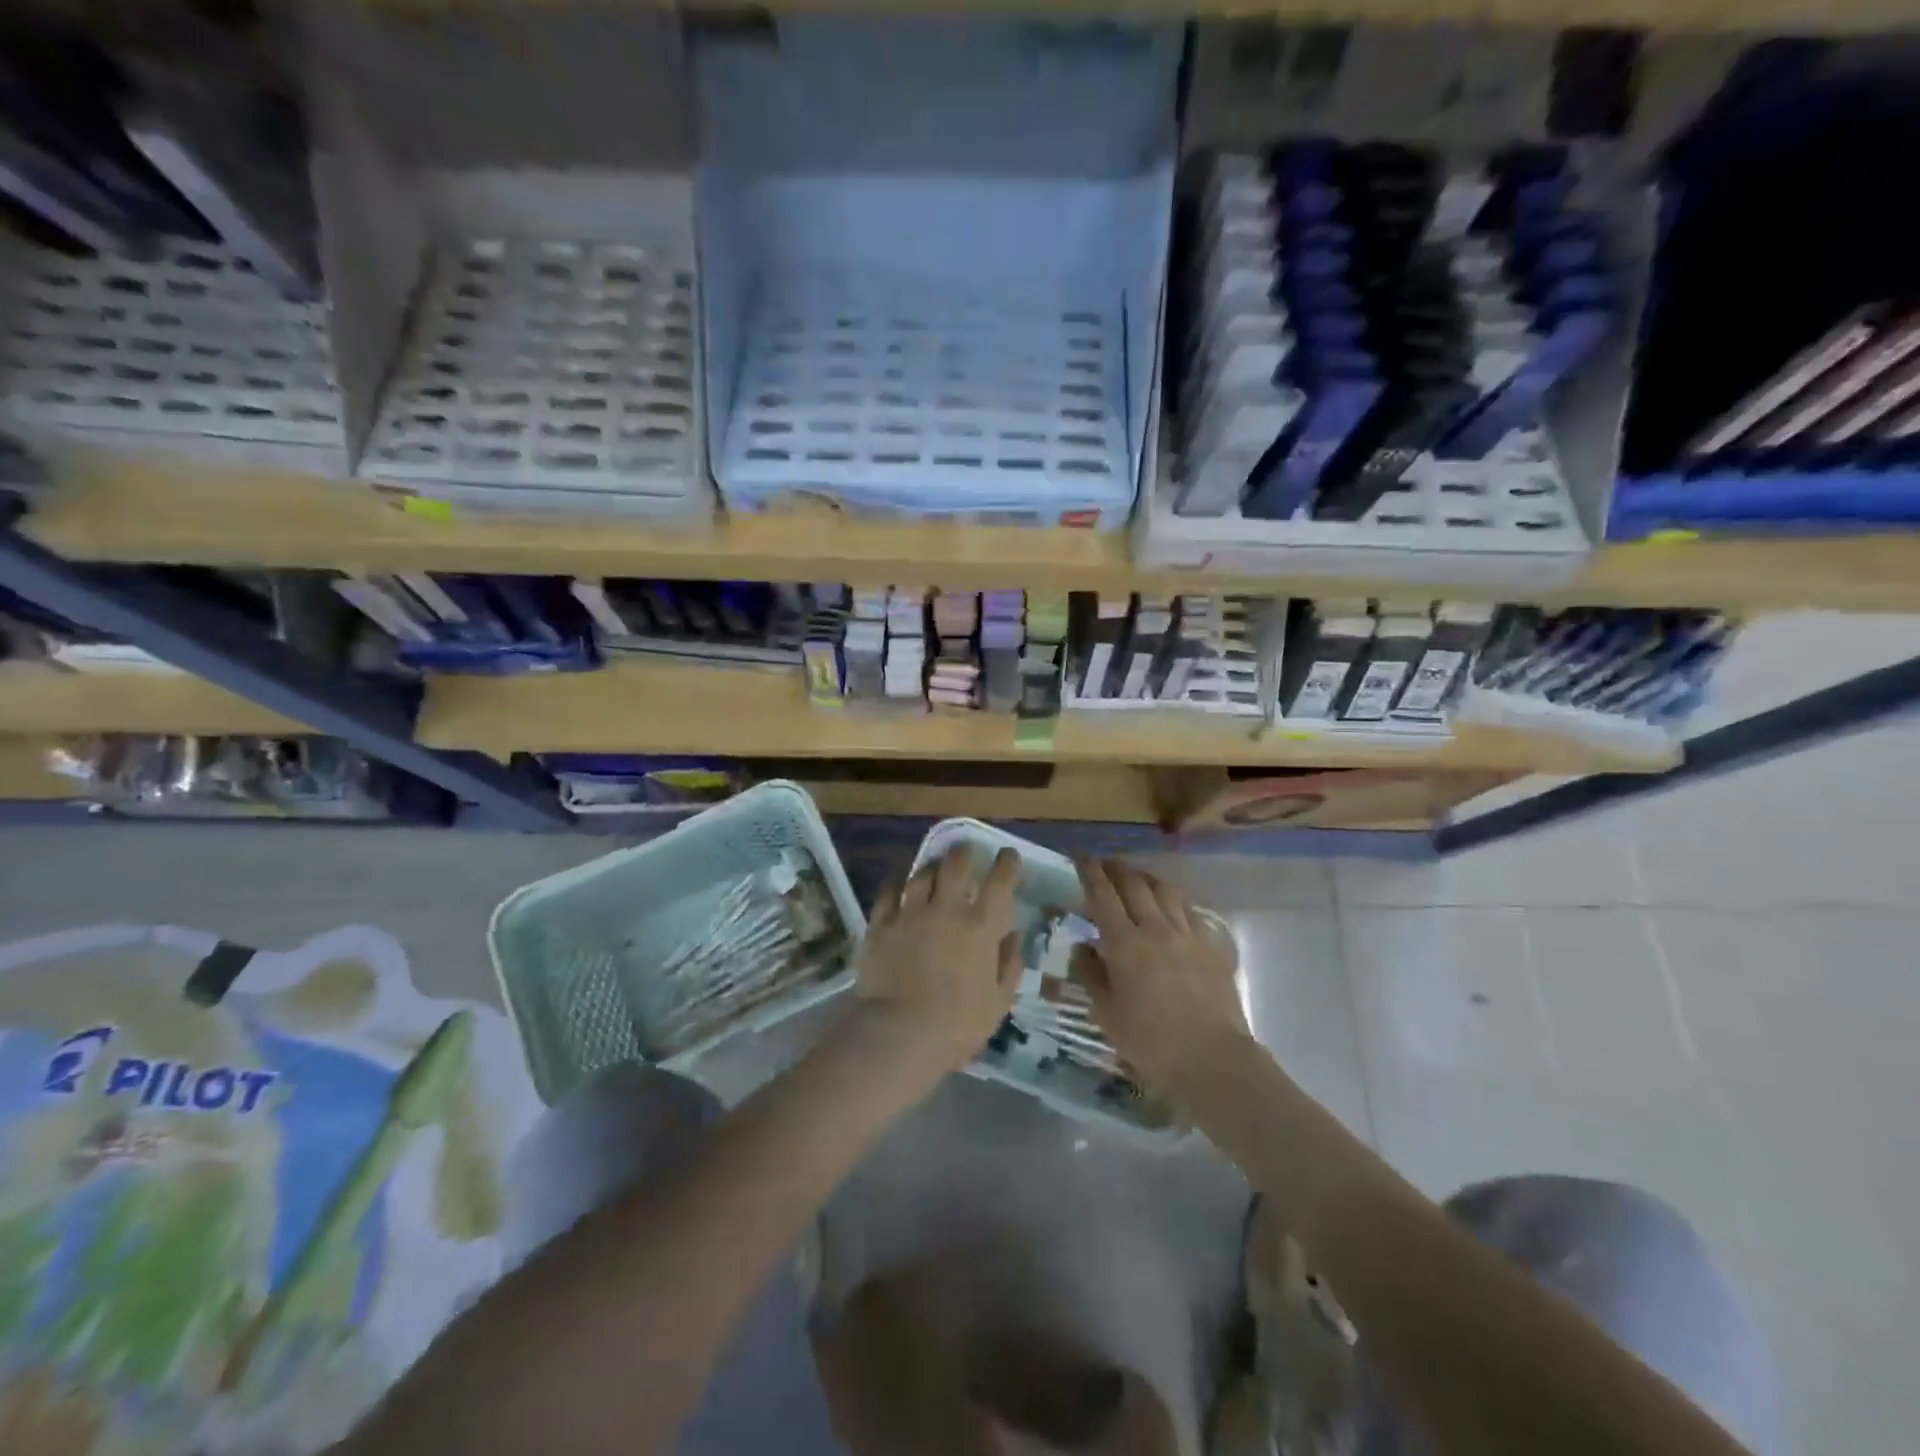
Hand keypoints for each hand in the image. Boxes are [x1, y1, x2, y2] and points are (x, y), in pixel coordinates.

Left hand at [852, 845, 1023, 1080]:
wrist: (897, 1036)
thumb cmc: (956, 1026)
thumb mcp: (998, 1002)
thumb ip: (1009, 964)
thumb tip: (1013, 934)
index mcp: (981, 927)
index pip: (1000, 880)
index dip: (1007, 863)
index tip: (1008, 857)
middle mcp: (946, 909)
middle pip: (956, 863)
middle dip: (965, 853)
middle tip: (967, 853)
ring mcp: (910, 913)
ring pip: (922, 873)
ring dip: (932, 866)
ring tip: (934, 867)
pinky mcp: (880, 924)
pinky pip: (889, 891)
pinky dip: (898, 883)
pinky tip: (900, 883)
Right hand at [1071, 858, 1250, 1096]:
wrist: (1212, 1058)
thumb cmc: (1150, 1042)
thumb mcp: (1107, 1014)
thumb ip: (1091, 975)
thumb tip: (1082, 948)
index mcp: (1124, 943)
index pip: (1103, 895)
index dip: (1090, 872)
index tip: (1081, 858)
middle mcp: (1155, 928)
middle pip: (1134, 884)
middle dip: (1117, 868)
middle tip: (1105, 864)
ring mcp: (1187, 934)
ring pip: (1165, 891)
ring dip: (1147, 879)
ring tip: (1138, 880)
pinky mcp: (1211, 946)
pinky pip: (1189, 911)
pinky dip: (1174, 901)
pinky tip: (1171, 908)